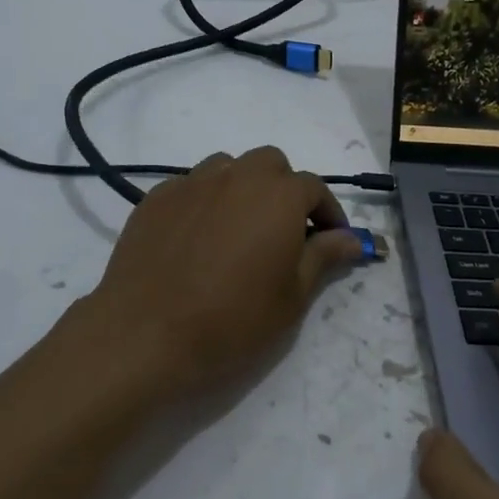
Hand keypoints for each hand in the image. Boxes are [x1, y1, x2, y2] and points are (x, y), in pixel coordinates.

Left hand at [78, 147, 361, 401]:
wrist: (146, 334)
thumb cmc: (232, 320)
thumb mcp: (292, 298)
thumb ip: (323, 257)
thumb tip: (352, 239)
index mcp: (278, 195)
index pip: (314, 188)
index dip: (328, 213)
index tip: (331, 241)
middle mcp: (237, 176)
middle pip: (271, 165)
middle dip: (284, 191)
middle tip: (283, 233)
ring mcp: (191, 182)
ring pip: (228, 168)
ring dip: (243, 189)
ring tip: (238, 231)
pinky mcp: (156, 198)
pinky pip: (191, 187)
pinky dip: (205, 202)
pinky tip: (197, 239)